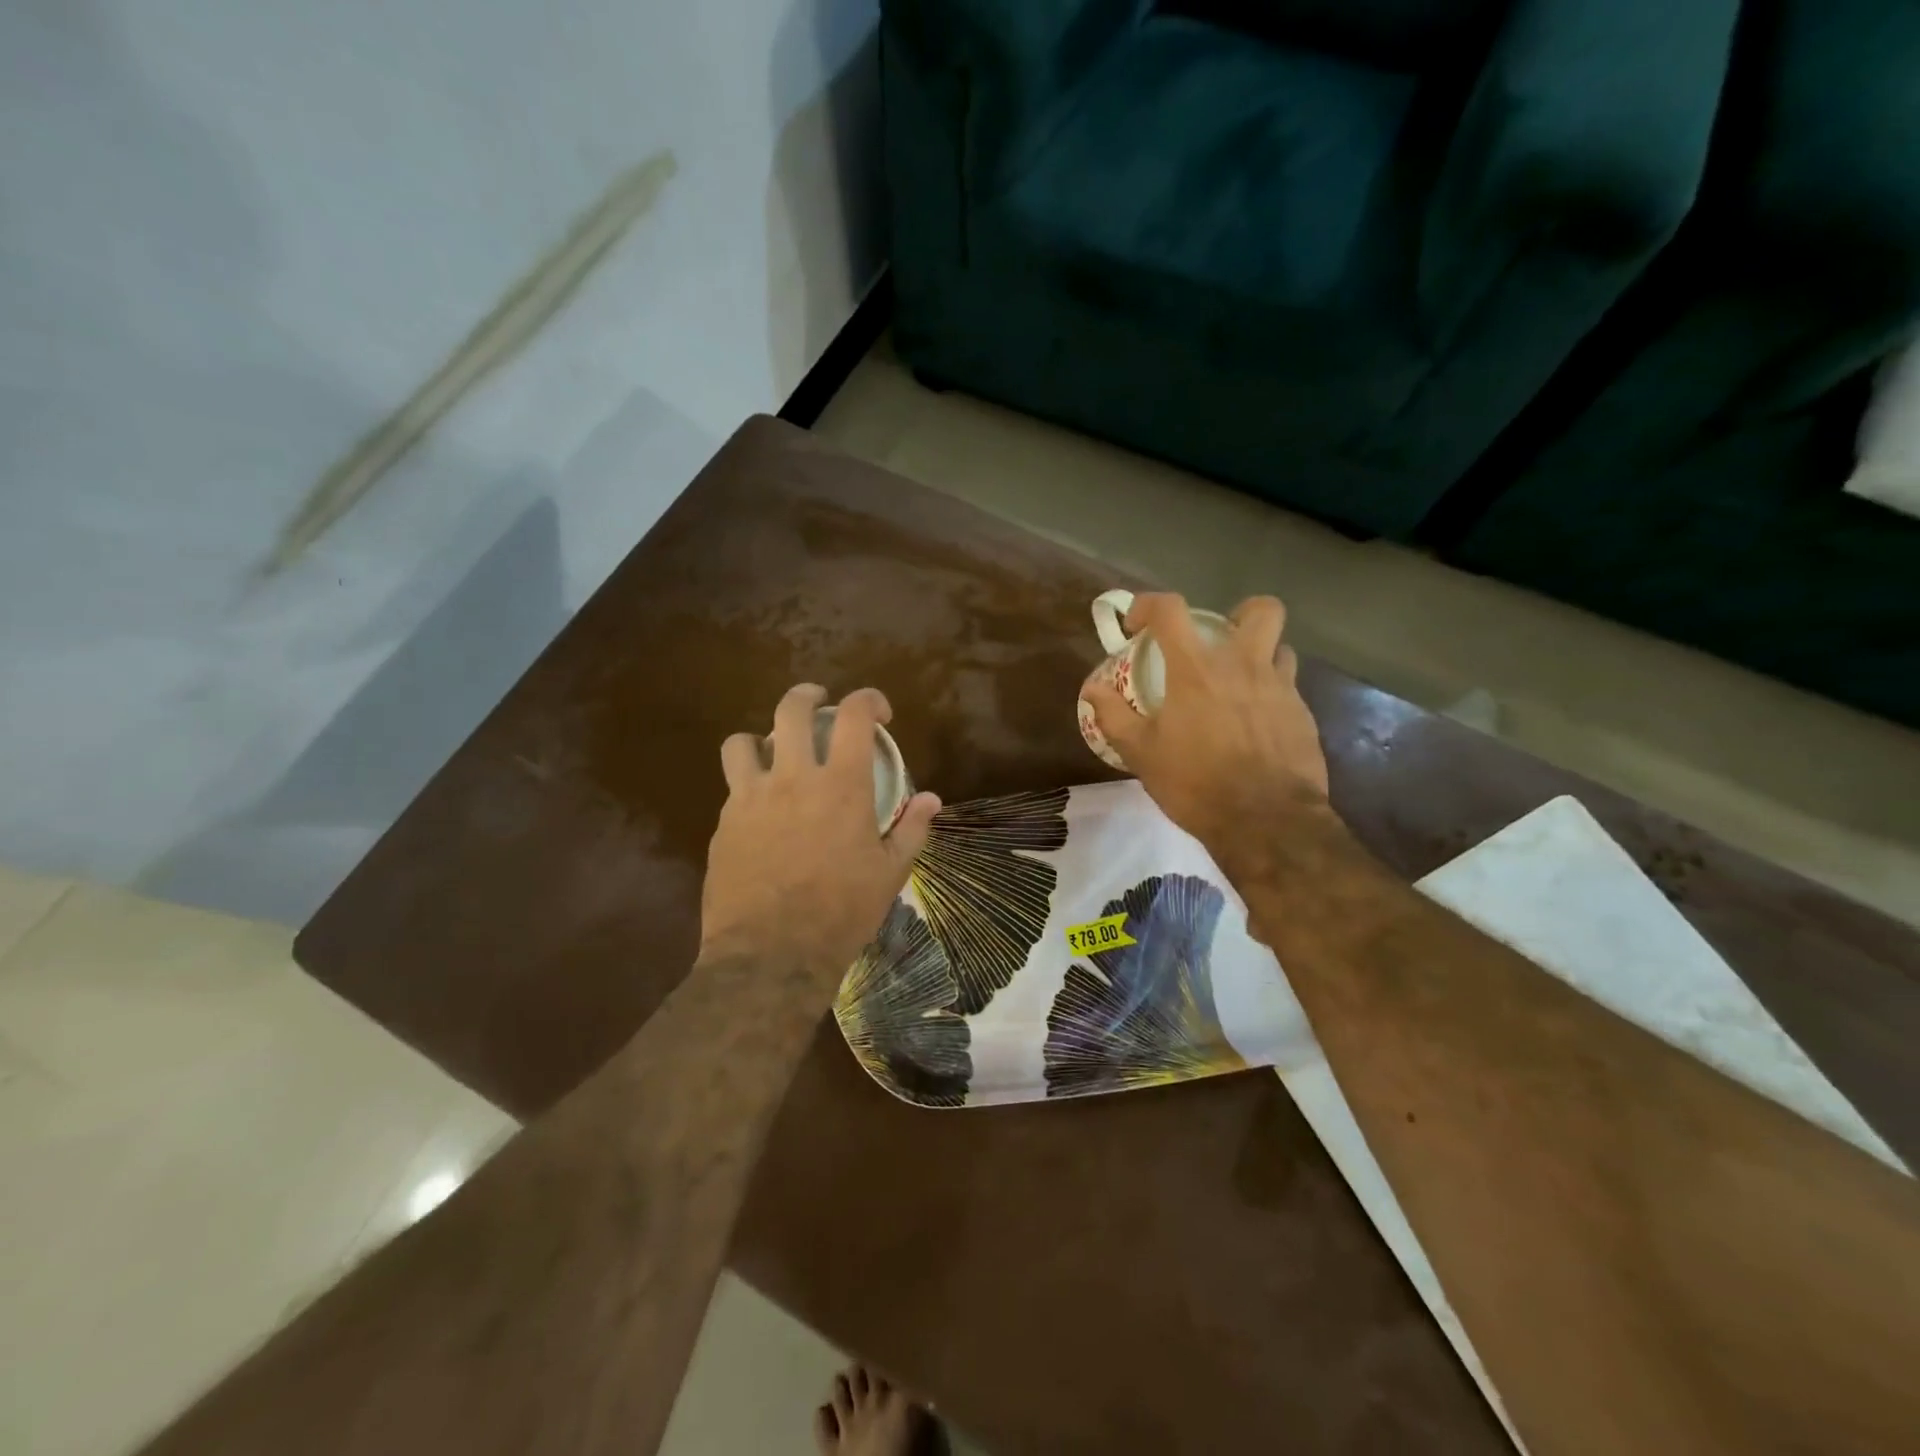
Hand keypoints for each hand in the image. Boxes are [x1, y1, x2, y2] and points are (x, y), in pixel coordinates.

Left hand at [700, 684, 940, 980]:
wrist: (772, 953)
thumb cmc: (842, 912)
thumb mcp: (890, 873)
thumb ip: (912, 828)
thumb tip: (932, 799)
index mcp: (841, 785)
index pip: (855, 715)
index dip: (869, 700)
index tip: (879, 713)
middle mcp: (793, 778)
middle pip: (791, 710)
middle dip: (808, 696)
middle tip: (819, 704)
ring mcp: (751, 798)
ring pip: (743, 741)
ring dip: (761, 738)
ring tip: (773, 753)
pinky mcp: (725, 823)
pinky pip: (732, 787)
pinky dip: (747, 785)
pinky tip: (760, 810)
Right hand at [1083, 593, 1332, 852]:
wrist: (1266, 821)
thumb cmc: (1195, 783)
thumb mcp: (1141, 753)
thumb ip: (1113, 715)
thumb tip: (1091, 689)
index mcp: (1197, 668)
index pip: (1170, 609)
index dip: (1148, 605)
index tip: (1136, 625)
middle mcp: (1244, 665)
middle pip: (1260, 609)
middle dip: (1238, 614)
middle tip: (1218, 641)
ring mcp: (1281, 688)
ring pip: (1281, 647)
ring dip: (1260, 655)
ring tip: (1239, 684)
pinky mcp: (1303, 715)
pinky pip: (1289, 687)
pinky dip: (1270, 694)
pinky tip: (1255, 724)